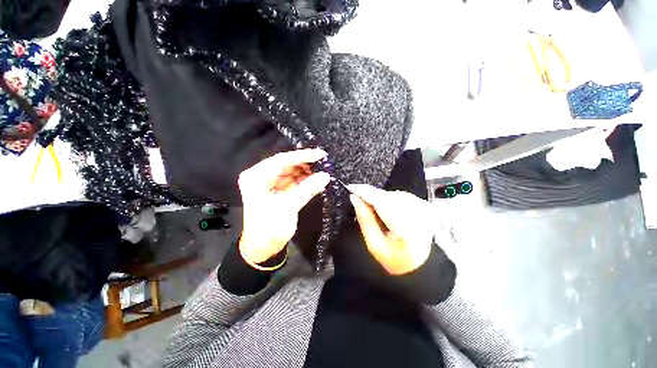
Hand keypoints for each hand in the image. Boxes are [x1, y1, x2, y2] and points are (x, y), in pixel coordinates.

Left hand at [238, 149, 330, 263]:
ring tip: (323, 170)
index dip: (302, 156)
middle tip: (324, 162)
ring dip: (307, 171)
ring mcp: (271, 183)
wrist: (263, 248)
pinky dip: (305, 180)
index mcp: (256, 177)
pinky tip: (317, 180)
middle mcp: (262, 176)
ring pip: (292, 171)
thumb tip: (326, 176)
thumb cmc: (269, 228)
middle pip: (287, 164)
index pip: (281, 160)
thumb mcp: (288, 207)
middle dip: (305, 163)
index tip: (320, 154)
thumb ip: (307, 189)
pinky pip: (294, 181)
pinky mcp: (279, 190)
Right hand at [348, 184, 433, 275]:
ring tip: (376, 213)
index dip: (363, 191)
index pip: (380, 200)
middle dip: (370, 196)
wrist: (422, 266)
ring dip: (379, 198)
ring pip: (392, 194)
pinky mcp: (423, 205)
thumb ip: (364, 219)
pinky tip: (387, 211)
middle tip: (360, 203)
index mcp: (406, 227)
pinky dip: (389, 200)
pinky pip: (399, 196)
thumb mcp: (375, 245)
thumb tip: (355, 199)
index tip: (350, 188)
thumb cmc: (397, 261)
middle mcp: (418, 213)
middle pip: (386, 196)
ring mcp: (422, 207)